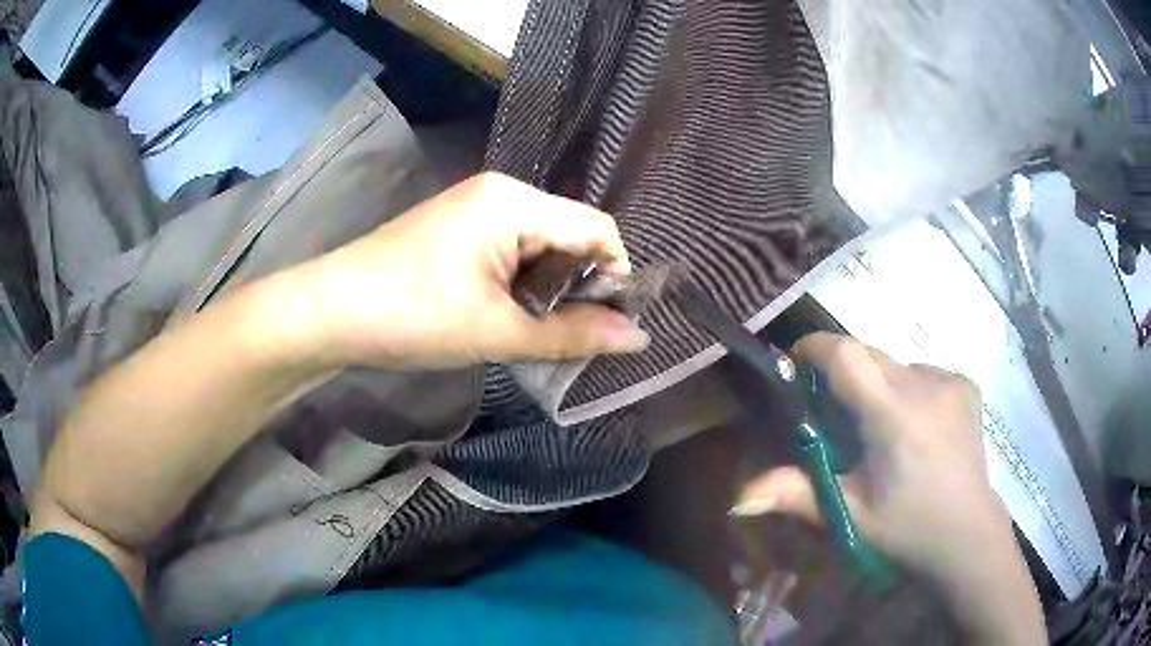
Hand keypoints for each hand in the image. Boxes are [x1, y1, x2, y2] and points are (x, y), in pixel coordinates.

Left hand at [282, 172, 648, 368]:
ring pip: (541, 246)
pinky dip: (523, 285)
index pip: (597, 228)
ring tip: (538, 331)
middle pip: (570, 234)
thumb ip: (572, 335)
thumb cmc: (413, 315)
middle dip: (580, 286)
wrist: (330, 312)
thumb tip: (639, 338)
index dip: (614, 276)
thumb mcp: (498, 331)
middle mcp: (501, 192)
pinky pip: (512, 251)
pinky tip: (509, 315)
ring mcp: (476, 208)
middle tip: (573, 336)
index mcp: (514, 201)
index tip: (610, 325)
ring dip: (549, 290)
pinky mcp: (458, 230)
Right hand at [733, 333, 1044, 642]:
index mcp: (894, 416)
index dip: (815, 348)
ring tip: (881, 431)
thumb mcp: (849, 516)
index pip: (847, 354)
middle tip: (837, 417)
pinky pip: (921, 373)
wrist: (967, 535)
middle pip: (870, 355)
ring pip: (895, 365)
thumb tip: (736, 499)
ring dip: (877, 385)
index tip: (796, 364)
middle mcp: (925, 386)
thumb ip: (797, 495)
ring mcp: (950, 382)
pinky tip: (915, 427)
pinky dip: (906, 390)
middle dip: (844, 373)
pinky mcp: (966, 386)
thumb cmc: (906, 530)